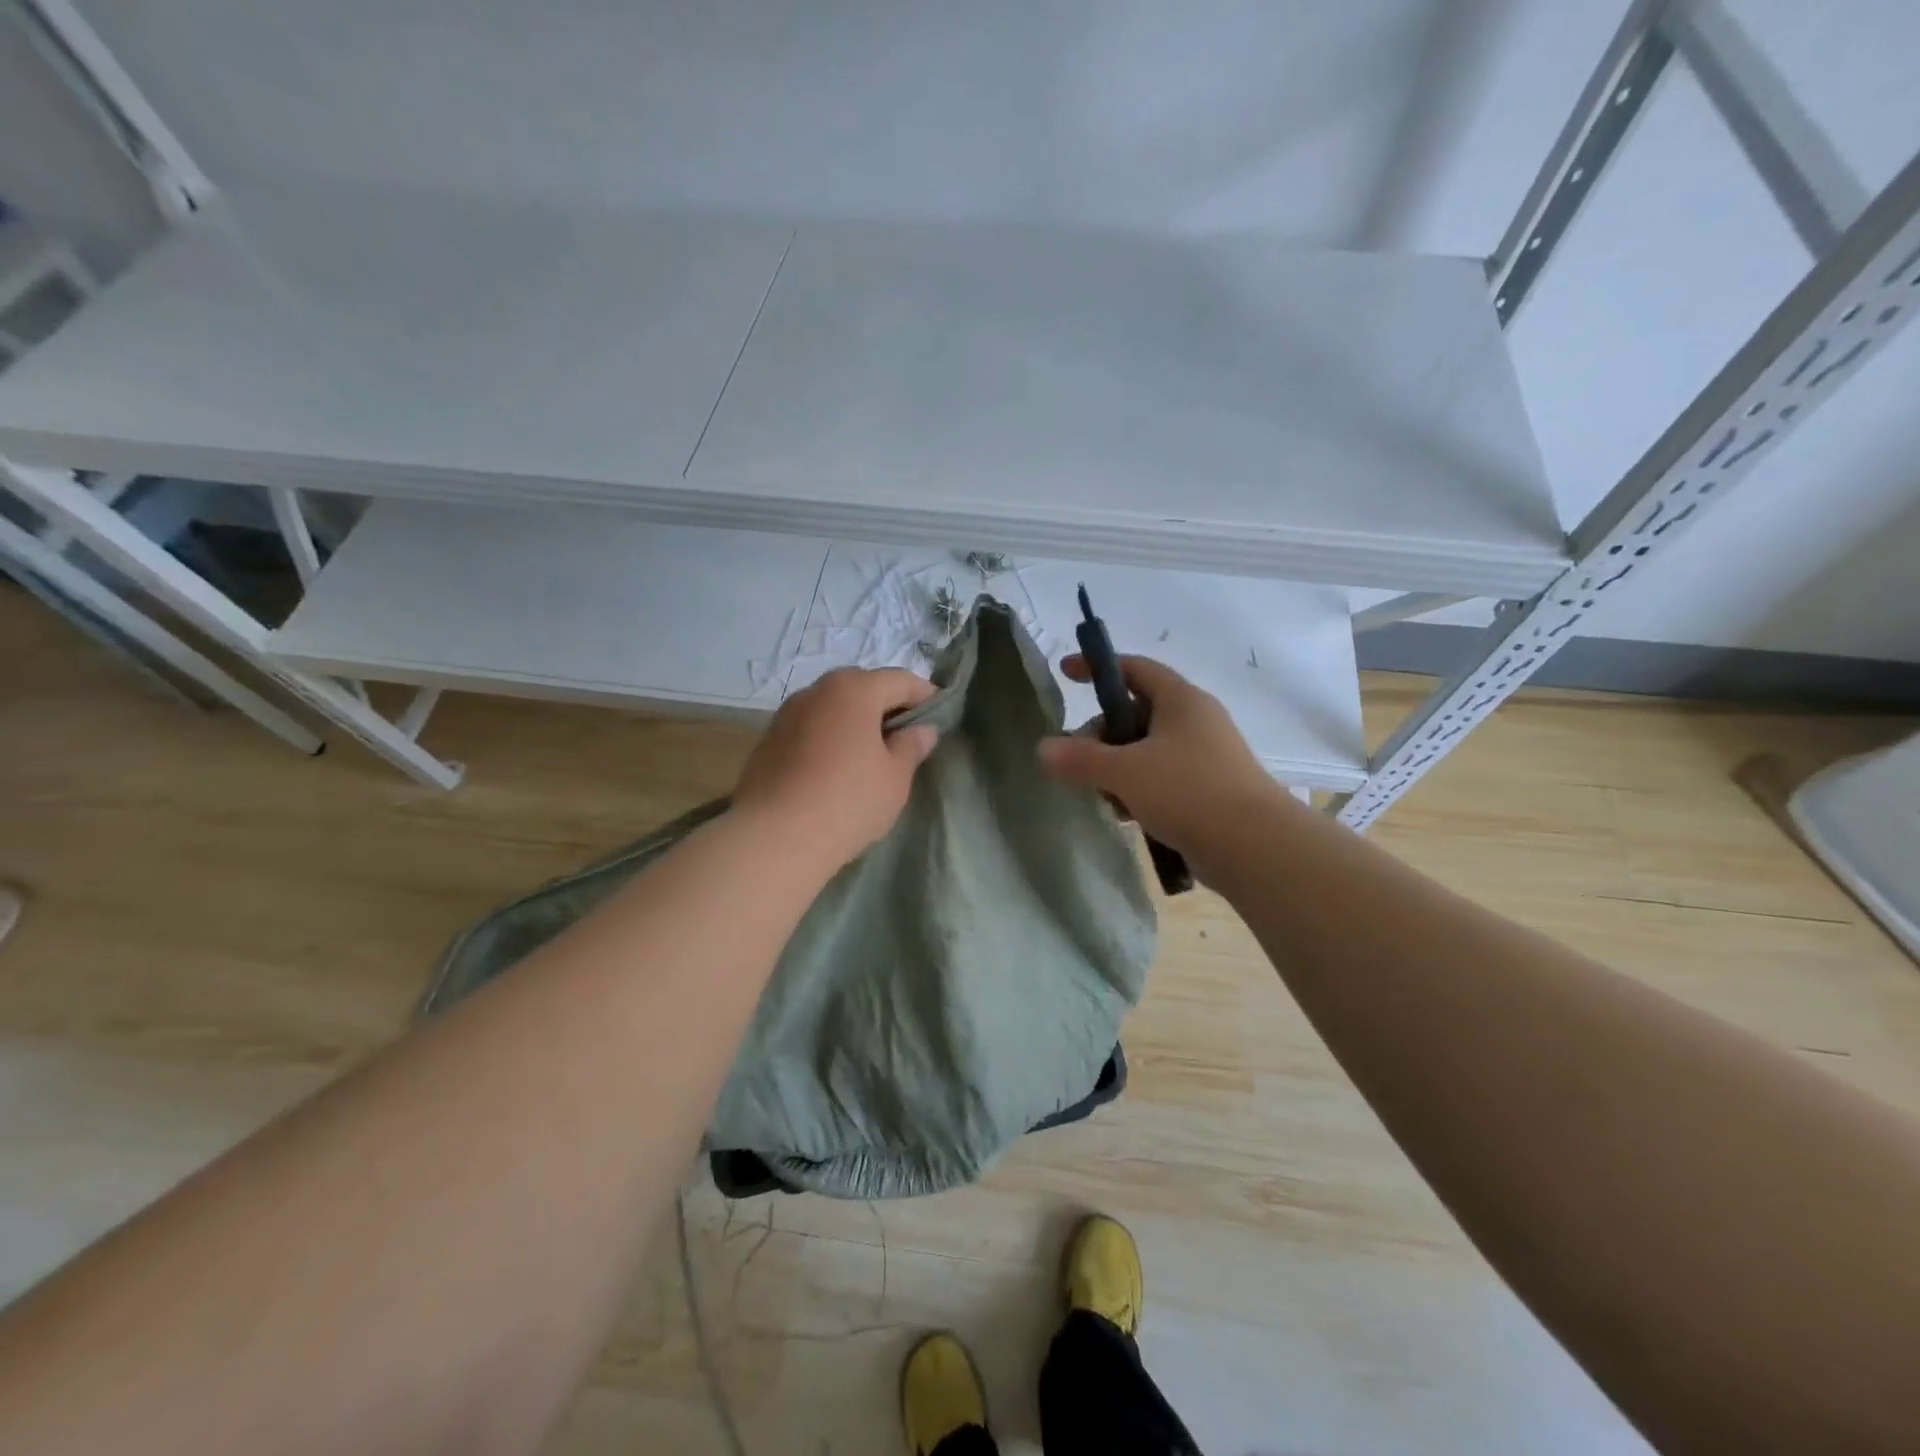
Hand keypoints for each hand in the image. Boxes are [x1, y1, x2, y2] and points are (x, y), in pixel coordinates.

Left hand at [733, 667, 938, 866]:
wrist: (775, 837)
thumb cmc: (848, 800)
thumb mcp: (895, 777)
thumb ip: (912, 746)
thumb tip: (922, 730)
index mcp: (854, 689)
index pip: (901, 680)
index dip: (925, 696)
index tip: (940, 717)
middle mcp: (817, 690)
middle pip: (863, 687)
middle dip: (887, 706)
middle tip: (905, 736)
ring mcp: (787, 713)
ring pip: (833, 707)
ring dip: (855, 721)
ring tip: (870, 753)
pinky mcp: (768, 740)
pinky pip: (810, 728)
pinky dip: (829, 737)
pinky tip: (836, 767)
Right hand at [1037, 654, 1276, 859]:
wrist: (1254, 846)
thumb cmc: (1187, 791)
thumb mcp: (1124, 771)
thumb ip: (1080, 759)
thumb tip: (1043, 749)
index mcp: (1180, 700)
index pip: (1133, 668)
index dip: (1098, 668)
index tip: (1066, 673)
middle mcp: (1195, 720)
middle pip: (1135, 713)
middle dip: (1102, 736)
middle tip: (1080, 761)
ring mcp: (1205, 755)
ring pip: (1147, 750)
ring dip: (1118, 768)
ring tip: (1105, 796)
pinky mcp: (1209, 788)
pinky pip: (1162, 777)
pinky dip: (1139, 789)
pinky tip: (1128, 814)